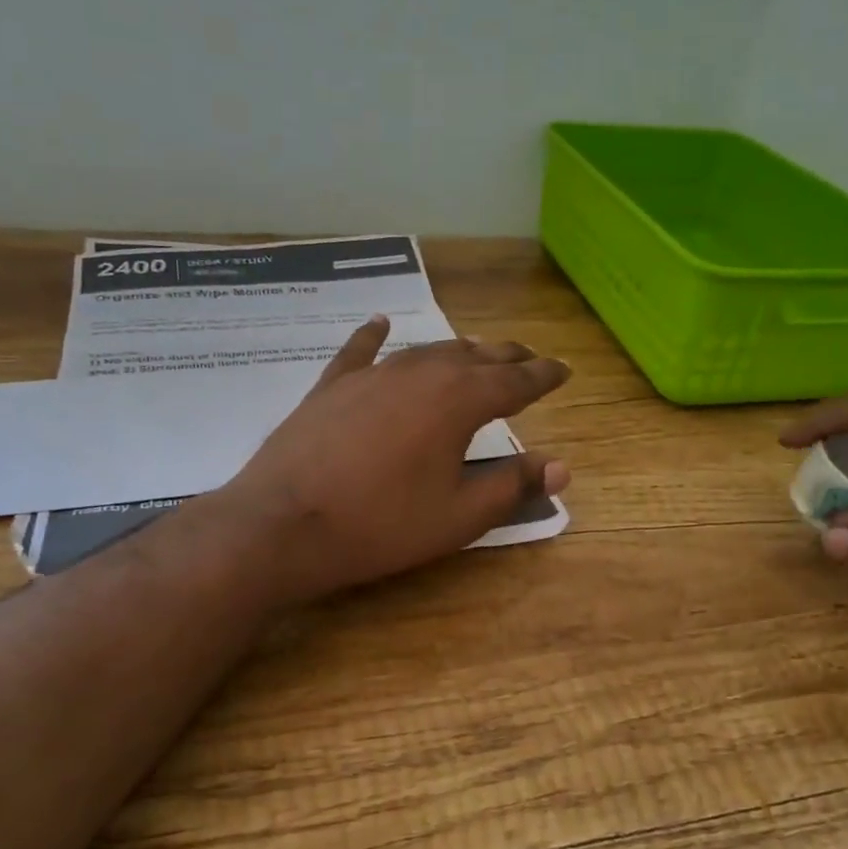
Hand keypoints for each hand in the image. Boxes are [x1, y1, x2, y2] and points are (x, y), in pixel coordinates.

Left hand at [201, 317, 570, 604]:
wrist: (283, 524)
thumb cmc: (381, 525)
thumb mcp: (458, 516)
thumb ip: (512, 487)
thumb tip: (562, 467)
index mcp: (459, 401)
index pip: (515, 382)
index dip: (544, 376)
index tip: (564, 370)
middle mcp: (420, 373)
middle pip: (475, 356)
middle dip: (507, 358)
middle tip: (529, 360)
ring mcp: (372, 374)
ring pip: (427, 350)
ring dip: (458, 350)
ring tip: (477, 351)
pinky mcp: (332, 386)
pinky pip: (360, 351)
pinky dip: (374, 336)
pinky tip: (381, 323)